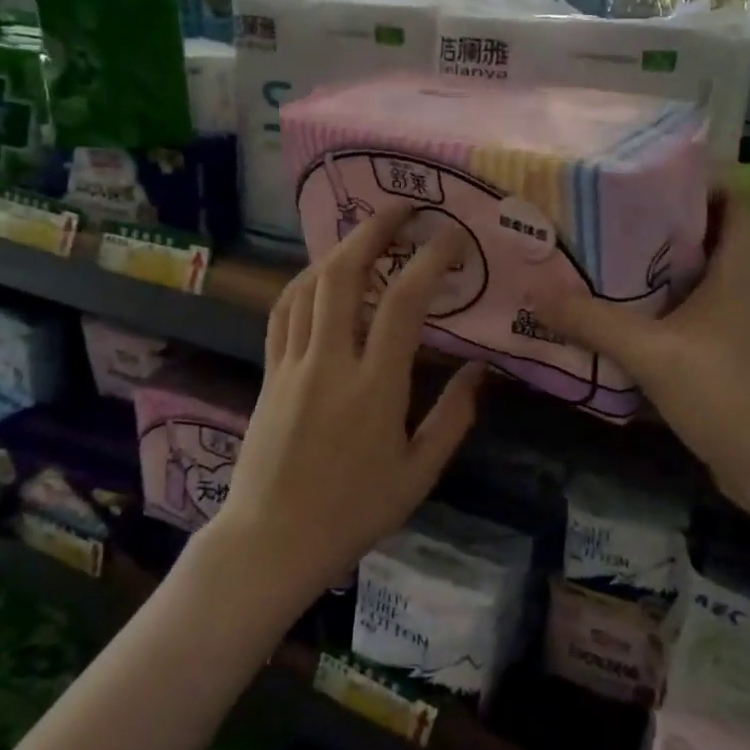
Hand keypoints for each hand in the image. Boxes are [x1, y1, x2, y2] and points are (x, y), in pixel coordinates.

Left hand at [211, 204, 484, 595]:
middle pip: (343, 275)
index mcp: (374, 388)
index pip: (403, 304)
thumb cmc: (353, 513)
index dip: (429, 260)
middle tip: (402, 209)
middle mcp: (329, 363)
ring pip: (308, 287)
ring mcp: (292, 365)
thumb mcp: (418, 474)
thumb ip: (453, 418)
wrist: (272, 540)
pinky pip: (283, 312)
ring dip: (338, 249)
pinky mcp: (269, 374)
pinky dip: (304, 282)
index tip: (451, 236)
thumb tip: (480, 371)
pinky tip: (320, 275)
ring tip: (366, 234)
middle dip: (373, 231)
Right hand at [537, 193, 749, 506]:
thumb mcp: (651, 354)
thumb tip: (536, 293)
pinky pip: (698, 314)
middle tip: (611, 217)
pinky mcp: (735, 355)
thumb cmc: (726, 394)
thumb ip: (593, 322)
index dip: (703, 179)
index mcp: (743, 270)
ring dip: (662, 269)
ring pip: (703, 278)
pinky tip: (628, 319)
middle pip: (713, 235)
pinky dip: (667, 308)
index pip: (739, 199)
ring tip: (609, 260)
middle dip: (665, 223)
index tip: (649, 176)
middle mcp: (749, 287)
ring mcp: (745, 324)